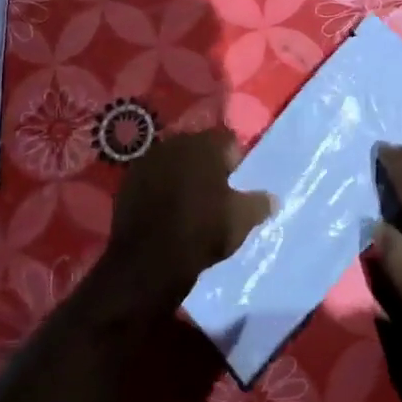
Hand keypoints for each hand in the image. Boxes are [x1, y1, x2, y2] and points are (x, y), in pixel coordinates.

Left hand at [102, 130, 271, 307]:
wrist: (149, 260)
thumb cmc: (203, 231)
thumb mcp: (242, 220)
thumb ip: (260, 203)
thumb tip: (273, 198)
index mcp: (205, 145)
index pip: (228, 141)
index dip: (235, 161)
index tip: (237, 184)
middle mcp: (175, 143)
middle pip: (198, 148)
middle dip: (207, 165)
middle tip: (215, 192)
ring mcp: (148, 160)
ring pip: (174, 162)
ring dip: (182, 175)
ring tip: (189, 202)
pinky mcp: (128, 181)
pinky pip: (152, 178)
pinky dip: (160, 188)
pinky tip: (165, 210)